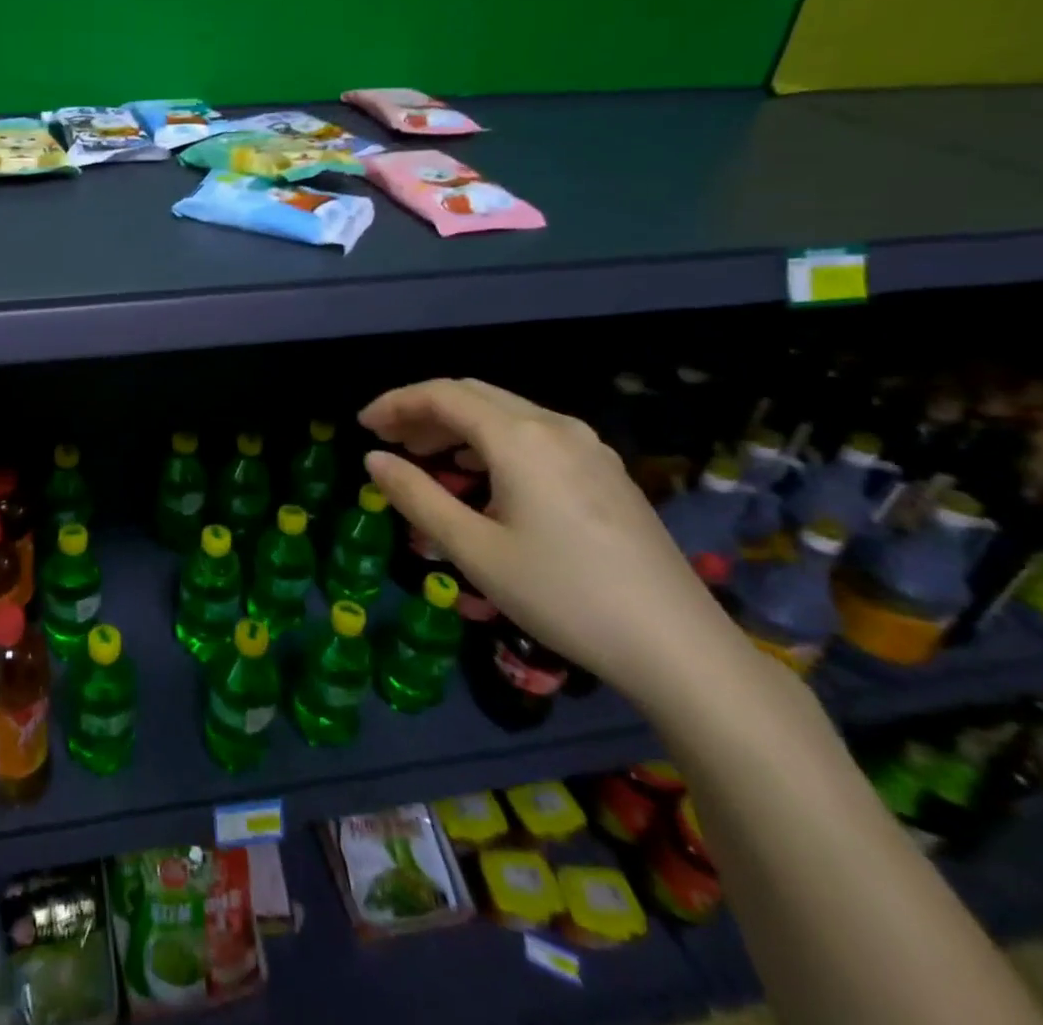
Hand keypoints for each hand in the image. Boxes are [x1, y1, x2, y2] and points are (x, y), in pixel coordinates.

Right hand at [359, 378, 740, 704]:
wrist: (679, 647)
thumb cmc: (563, 595)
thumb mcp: (474, 550)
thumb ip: (417, 496)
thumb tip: (373, 460)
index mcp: (520, 438)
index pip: (443, 395)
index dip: (395, 403)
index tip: (362, 426)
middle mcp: (555, 426)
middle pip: (474, 394)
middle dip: (423, 409)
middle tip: (387, 438)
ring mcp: (588, 447)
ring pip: (506, 412)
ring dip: (457, 424)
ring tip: (424, 455)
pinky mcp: (605, 471)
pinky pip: (533, 434)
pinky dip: (491, 440)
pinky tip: (480, 474)